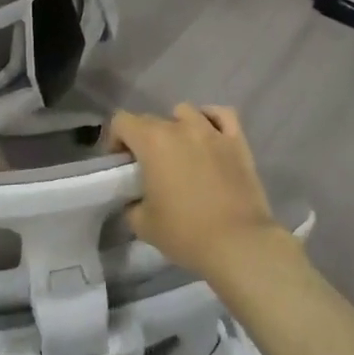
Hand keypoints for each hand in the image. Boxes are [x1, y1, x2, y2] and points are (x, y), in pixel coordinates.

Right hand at [110, 105, 288, 274]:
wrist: (237, 242)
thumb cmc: (185, 232)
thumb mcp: (142, 224)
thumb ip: (132, 203)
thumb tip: (136, 199)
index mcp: (153, 142)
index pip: (122, 121)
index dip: (116, 139)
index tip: (122, 163)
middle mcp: (181, 128)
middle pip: (152, 119)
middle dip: (144, 139)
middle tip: (149, 167)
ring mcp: (212, 131)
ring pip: (186, 112)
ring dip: (176, 126)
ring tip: (180, 151)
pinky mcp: (238, 141)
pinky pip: (222, 115)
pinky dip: (211, 119)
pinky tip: (209, 135)